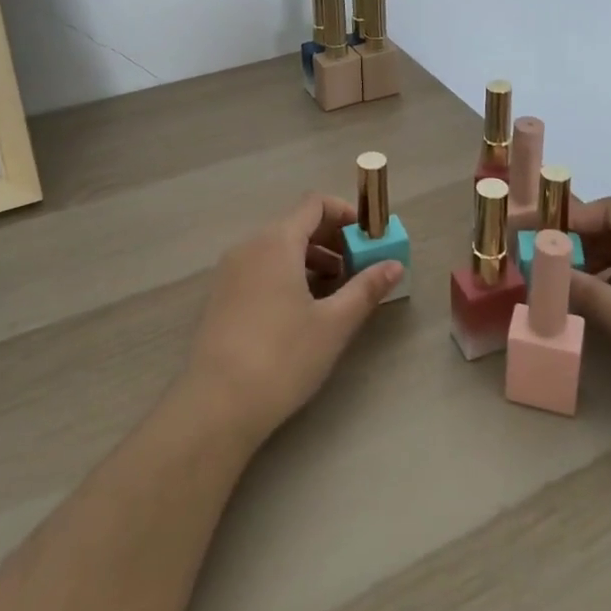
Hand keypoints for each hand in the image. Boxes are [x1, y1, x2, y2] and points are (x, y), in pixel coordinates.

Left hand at [182, 194, 402, 448]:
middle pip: (297, 223)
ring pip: (278, 247)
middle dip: (332, 239)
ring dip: (311, 258)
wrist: (216, 406)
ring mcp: (230, 270)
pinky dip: (287, 273)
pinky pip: (261, 267)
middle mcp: (250, 245)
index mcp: (277, 241)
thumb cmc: (282, 357)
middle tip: (359, 267)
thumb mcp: (334, 324)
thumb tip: (394, 264)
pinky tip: (302, 308)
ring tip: (336, 290)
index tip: (368, 239)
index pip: (315, 204)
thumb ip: (366, 288)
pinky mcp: (221, 295)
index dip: (346, 214)